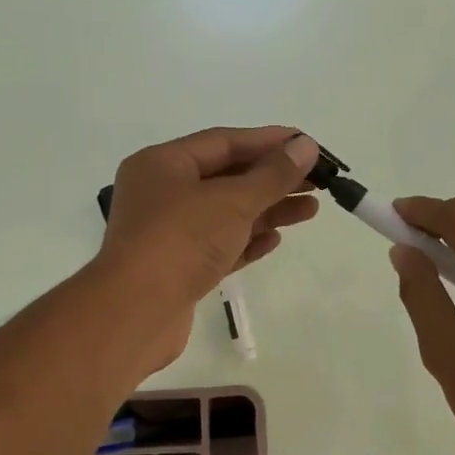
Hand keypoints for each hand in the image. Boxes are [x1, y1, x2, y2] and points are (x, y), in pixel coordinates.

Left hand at [98, 127, 320, 364]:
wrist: (136, 312)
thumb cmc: (181, 241)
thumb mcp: (231, 201)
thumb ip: (272, 175)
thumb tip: (305, 146)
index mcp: (163, 164)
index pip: (223, 142)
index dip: (268, 141)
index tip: (308, 144)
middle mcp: (162, 193)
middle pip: (227, 177)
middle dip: (273, 179)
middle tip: (318, 180)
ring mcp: (170, 233)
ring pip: (226, 214)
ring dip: (268, 210)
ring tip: (310, 210)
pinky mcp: (180, 268)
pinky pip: (220, 245)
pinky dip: (247, 240)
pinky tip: (276, 239)